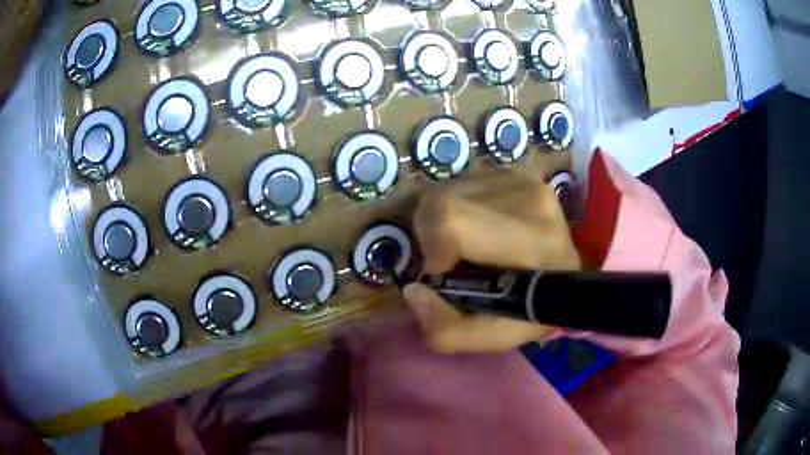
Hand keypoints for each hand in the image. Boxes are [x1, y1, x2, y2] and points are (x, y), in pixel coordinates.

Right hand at [403, 171, 580, 353]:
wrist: (569, 280)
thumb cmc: (534, 312)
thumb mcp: (493, 338)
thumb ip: (446, 330)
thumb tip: (413, 289)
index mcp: (533, 241)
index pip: (453, 221)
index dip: (434, 252)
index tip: (445, 277)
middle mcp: (530, 199)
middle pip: (441, 200)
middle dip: (430, 236)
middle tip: (451, 262)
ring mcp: (524, 180)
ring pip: (446, 189)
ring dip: (442, 222)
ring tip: (467, 246)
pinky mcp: (516, 173)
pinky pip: (462, 184)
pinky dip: (456, 209)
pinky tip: (477, 229)